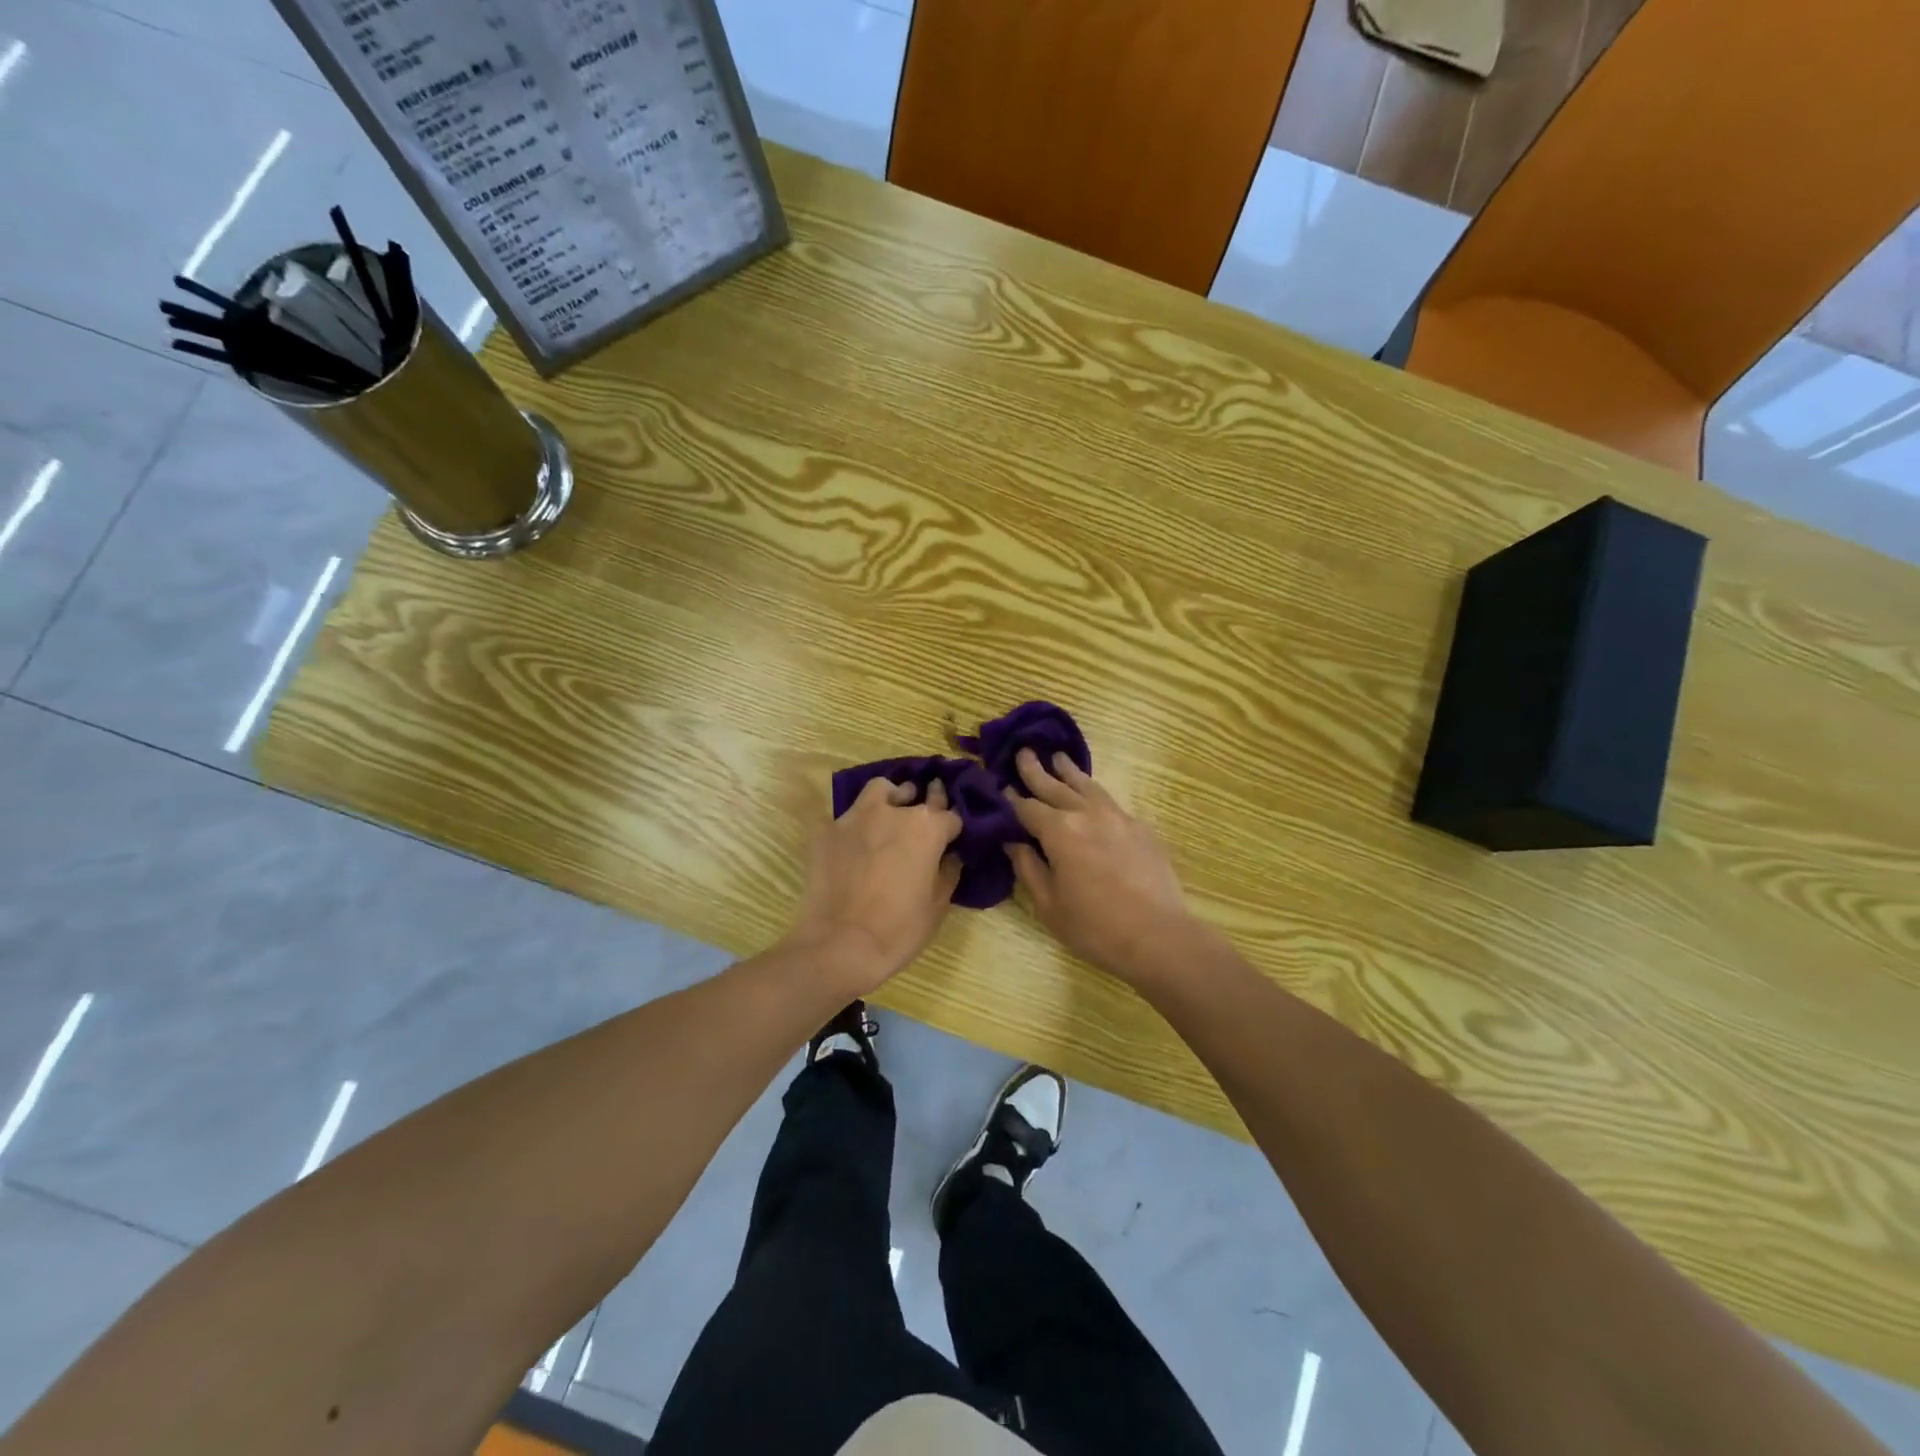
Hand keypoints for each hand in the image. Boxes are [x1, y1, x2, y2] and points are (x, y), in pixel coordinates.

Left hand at [782, 777, 962, 997]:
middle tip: (923, 820)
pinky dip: (854, 827)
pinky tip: (852, 846)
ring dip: (888, 798)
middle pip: (915, 795)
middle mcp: (893, 812)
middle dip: (923, 804)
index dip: (953, 828)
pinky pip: (845, 819)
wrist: (840, 946)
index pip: (950, 815)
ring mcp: (855, 817)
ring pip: (878, 791)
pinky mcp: (825, 830)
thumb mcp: (937, 905)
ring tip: (887, 815)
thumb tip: (950, 856)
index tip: (951, 839)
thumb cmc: (899, 929)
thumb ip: (948, 872)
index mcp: (926, 828)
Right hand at [1005, 750, 1198, 988]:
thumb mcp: (1048, 904)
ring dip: (1070, 772)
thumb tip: (1013, 841)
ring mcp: (1118, 817)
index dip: (1011, 798)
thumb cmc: (1094, 927)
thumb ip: (1028, 867)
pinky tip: (1093, 797)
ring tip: (1059, 758)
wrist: (1158, 936)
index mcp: (1059, 831)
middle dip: (1036, 770)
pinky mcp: (1141, 828)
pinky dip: (1095, 794)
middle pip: (1056, 786)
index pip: (1027, 807)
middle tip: (1024, 752)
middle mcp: (1087, 814)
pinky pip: (1111, 802)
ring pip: (1088, 786)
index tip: (1001, 787)